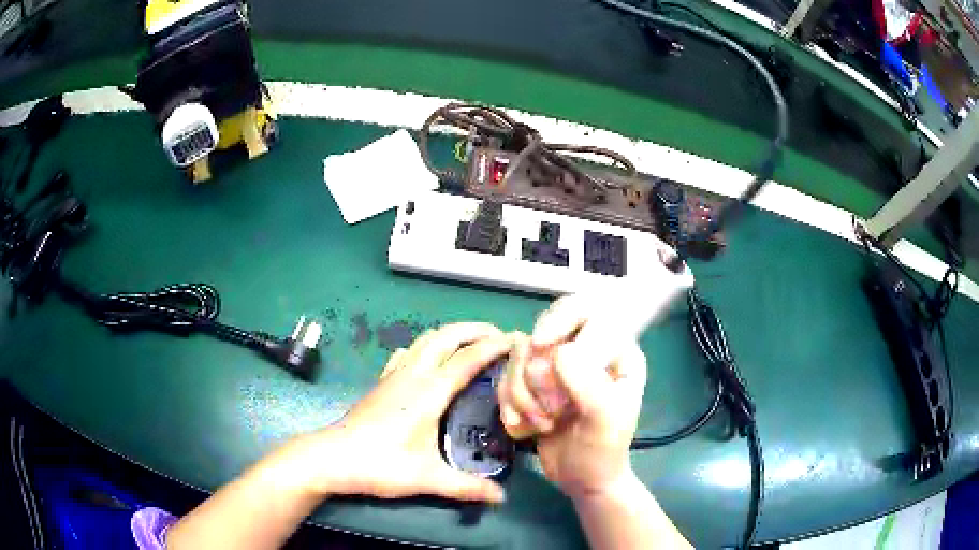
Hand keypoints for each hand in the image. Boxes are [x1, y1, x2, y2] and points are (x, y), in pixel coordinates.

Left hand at [298, 323, 510, 503]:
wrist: (332, 458)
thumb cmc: (380, 465)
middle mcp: (413, 374)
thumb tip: (500, 497)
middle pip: (446, 336)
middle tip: (499, 336)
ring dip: (451, 334)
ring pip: (425, 339)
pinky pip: (408, 352)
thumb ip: (466, 487)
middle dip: (474, 329)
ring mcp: (394, 375)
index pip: (467, 358)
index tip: (516, 340)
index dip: (494, 346)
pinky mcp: (382, 382)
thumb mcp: (427, 479)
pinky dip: (427, 346)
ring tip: (472, 343)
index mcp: (429, 392)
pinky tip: (430, 359)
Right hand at [498, 296, 647, 499]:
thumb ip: (589, 385)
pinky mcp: (533, 382)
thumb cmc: (602, 452)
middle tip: (539, 387)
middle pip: (550, 321)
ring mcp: (558, 365)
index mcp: (617, 349)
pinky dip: (508, 400)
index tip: (544, 348)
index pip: (588, 311)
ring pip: (523, 351)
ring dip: (522, 390)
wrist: (580, 480)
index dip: (562, 323)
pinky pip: (507, 374)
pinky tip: (521, 426)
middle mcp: (588, 349)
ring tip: (541, 423)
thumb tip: (559, 351)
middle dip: (536, 359)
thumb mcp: (606, 421)